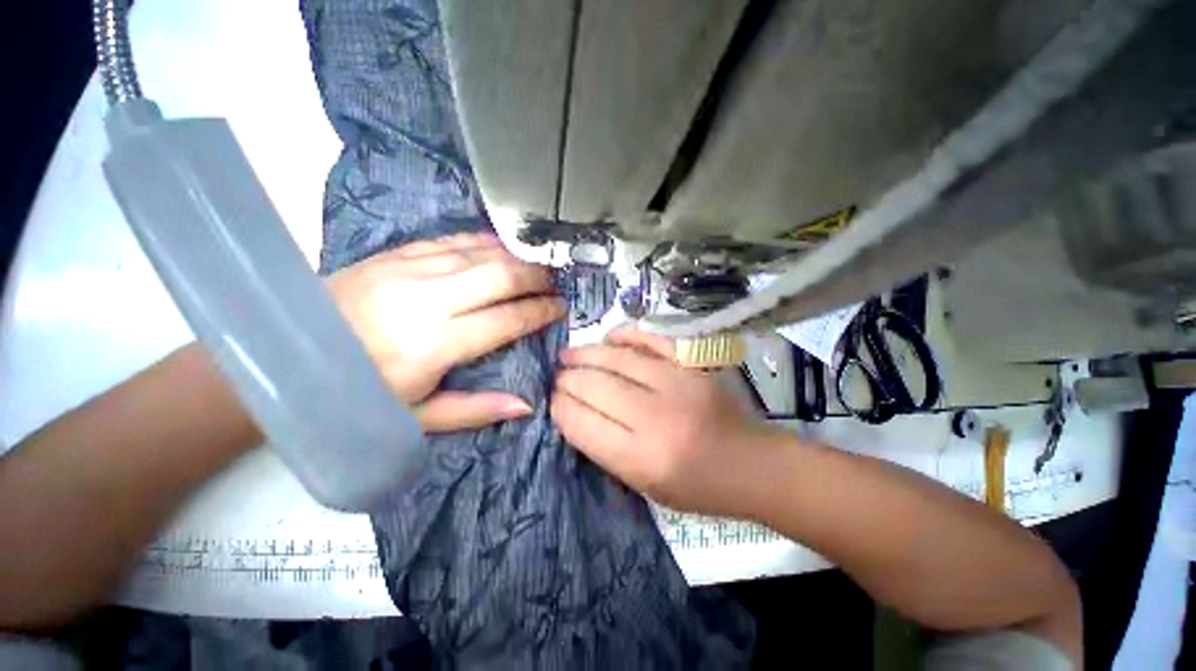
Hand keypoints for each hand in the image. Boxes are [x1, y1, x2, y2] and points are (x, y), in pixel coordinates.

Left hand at [328, 233, 564, 431]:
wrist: (284, 354)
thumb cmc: (355, 395)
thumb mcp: (418, 417)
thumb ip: (476, 410)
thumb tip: (527, 405)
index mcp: (436, 344)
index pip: (508, 318)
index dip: (541, 311)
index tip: (561, 308)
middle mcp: (428, 299)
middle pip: (500, 275)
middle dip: (537, 276)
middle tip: (555, 282)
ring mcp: (408, 269)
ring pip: (480, 252)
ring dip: (516, 256)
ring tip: (537, 264)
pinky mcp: (393, 255)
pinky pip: (451, 241)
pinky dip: (482, 242)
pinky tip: (500, 247)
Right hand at [551, 327, 781, 516]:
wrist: (753, 464)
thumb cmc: (698, 487)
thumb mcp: (644, 484)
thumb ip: (605, 448)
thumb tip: (573, 411)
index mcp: (642, 459)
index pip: (583, 423)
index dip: (560, 408)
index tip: (552, 400)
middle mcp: (656, 417)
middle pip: (595, 386)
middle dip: (568, 379)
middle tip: (557, 376)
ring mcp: (677, 383)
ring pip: (617, 359)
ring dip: (586, 353)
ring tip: (568, 354)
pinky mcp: (693, 365)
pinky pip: (651, 340)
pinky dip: (625, 335)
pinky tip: (608, 338)